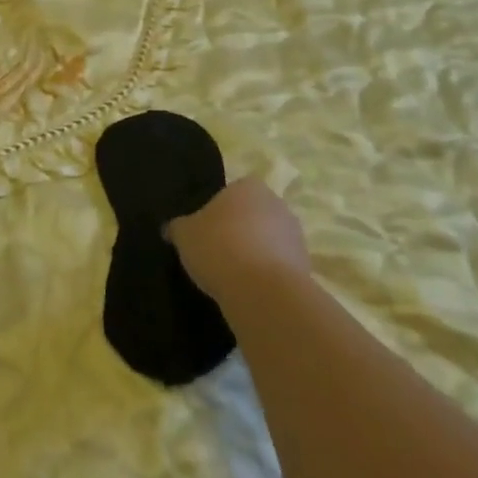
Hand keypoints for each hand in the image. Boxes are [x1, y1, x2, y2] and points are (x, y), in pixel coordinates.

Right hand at [167, 180, 310, 304]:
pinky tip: (250, 291)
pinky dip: (266, 276)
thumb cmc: (219, 247)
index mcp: (249, 186)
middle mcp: (277, 204)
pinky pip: (279, 266)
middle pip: (252, 215)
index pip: (231, 193)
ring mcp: (296, 235)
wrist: (262, 290)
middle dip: (239, 232)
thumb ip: (178, 228)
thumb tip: (170, 228)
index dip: (217, 213)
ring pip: (269, 241)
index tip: (205, 233)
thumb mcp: (184, 234)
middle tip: (217, 253)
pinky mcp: (306, 267)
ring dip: (255, 254)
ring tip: (232, 277)